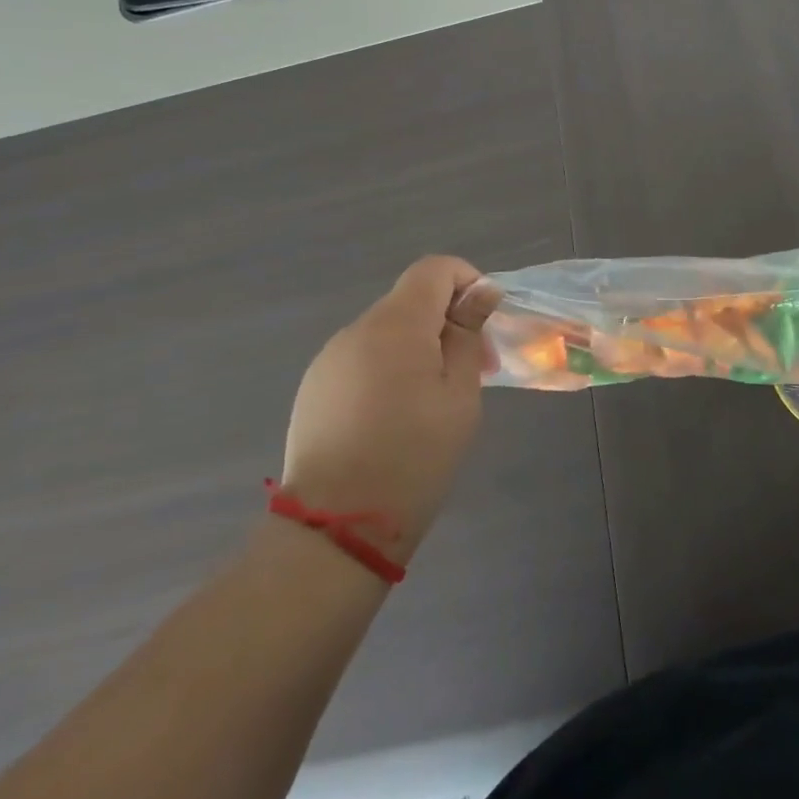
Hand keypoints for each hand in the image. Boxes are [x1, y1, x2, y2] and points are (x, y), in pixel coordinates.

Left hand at [280, 256, 497, 564]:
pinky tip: (394, 418)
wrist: (336, 530)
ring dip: (418, 347)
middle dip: (447, 322)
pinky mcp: (315, 388)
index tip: (484, 323)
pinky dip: (388, 369)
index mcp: (396, 324)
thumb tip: (481, 292)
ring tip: (433, 402)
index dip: (467, 281)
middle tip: (473, 371)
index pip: (434, 268)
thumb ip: (468, 335)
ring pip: (387, 332)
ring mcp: (329, 359)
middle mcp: (356, 330)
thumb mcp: (460, 394)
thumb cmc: (414, 456)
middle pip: (411, 301)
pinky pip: (363, 359)